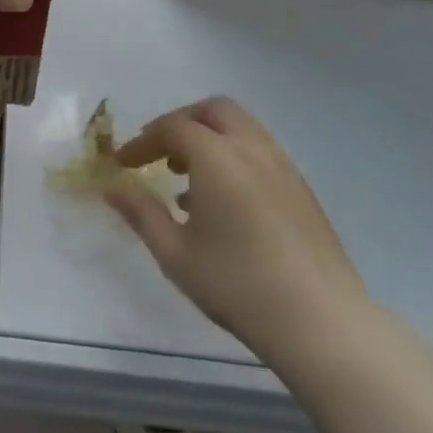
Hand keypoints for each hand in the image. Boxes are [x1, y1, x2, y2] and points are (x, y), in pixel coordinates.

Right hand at [104, 97, 378, 377]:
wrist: (320, 322)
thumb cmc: (236, 284)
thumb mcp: (174, 252)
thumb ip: (141, 213)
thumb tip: (112, 188)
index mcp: (218, 157)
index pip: (172, 128)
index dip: (142, 141)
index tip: (122, 164)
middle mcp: (253, 149)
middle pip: (213, 111)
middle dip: (180, 123)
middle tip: (158, 153)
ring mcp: (284, 167)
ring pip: (242, 128)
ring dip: (209, 138)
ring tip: (186, 178)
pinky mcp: (302, 189)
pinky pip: (260, 152)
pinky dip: (233, 156)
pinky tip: (221, 201)